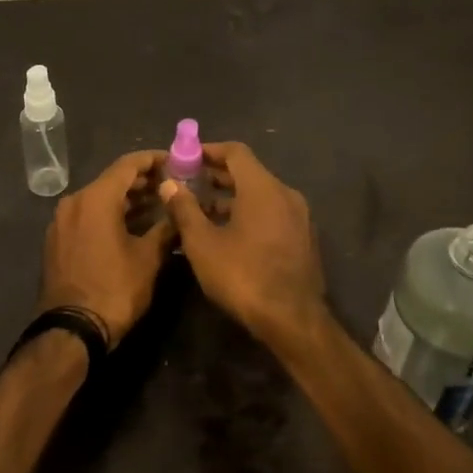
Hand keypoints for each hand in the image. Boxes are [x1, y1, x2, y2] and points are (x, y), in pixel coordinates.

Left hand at [41, 151, 176, 346]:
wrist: (71, 330)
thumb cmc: (114, 290)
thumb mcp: (148, 258)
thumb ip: (166, 227)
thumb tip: (179, 209)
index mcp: (95, 198)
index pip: (128, 164)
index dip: (154, 159)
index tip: (176, 161)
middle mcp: (74, 201)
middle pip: (112, 180)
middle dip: (143, 181)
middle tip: (172, 185)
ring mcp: (62, 221)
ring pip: (99, 199)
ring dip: (127, 200)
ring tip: (158, 205)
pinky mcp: (57, 240)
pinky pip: (87, 216)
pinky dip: (110, 215)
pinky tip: (132, 226)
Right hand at [159, 142, 327, 347]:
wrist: (294, 321)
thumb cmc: (243, 276)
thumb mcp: (203, 244)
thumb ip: (184, 209)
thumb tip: (169, 184)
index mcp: (263, 188)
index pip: (235, 152)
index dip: (209, 150)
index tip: (186, 158)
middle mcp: (285, 194)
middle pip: (249, 172)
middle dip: (217, 175)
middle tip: (188, 183)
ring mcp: (299, 217)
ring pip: (260, 195)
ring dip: (231, 198)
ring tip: (202, 212)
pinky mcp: (303, 238)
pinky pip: (271, 213)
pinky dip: (249, 213)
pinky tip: (228, 234)